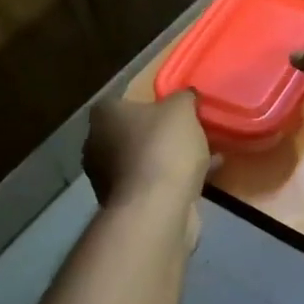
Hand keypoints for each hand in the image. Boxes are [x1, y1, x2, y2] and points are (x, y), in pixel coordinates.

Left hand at [84, 94, 214, 211]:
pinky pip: (153, 183)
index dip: (148, 104)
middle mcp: (97, 146)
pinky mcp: (125, 204)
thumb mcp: (182, 109)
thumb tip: (187, 96)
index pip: (121, 102)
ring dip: (170, 158)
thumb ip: (184, 97)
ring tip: (206, 154)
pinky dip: (174, 179)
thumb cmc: (163, 147)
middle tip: (190, 132)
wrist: (157, 207)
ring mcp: (107, 179)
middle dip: (160, 134)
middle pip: (133, 133)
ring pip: (145, 160)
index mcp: (103, 117)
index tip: (172, 109)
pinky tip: (205, 177)